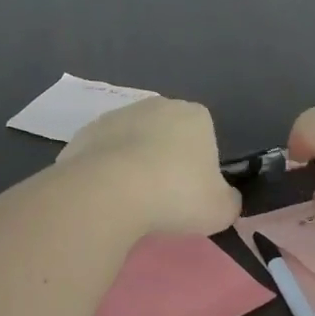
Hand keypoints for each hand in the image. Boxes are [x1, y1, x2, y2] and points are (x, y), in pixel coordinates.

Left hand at [58, 97, 240, 238]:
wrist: (109, 192)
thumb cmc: (175, 195)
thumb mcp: (221, 210)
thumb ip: (229, 201)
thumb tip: (226, 198)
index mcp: (195, 115)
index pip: (205, 136)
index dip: (201, 166)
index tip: (193, 193)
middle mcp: (157, 105)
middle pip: (167, 135)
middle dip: (166, 160)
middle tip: (164, 199)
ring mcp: (117, 116)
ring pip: (133, 143)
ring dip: (134, 165)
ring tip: (132, 202)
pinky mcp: (84, 133)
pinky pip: (103, 155)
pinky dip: (105, 172)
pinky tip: (106, 197)